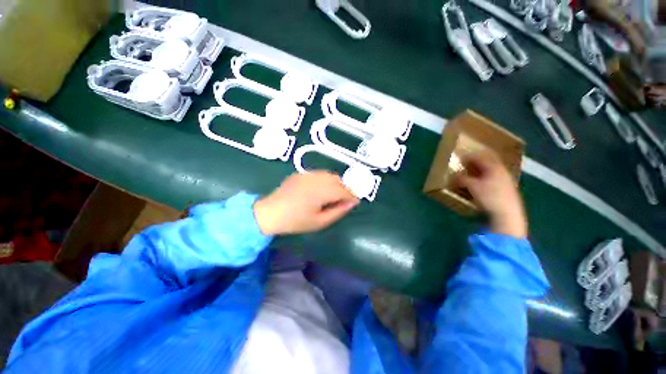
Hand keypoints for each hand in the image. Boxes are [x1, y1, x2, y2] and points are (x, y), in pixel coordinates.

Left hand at [253, 171, 359, 234]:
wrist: (270, 213)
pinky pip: (319, 174)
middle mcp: (315, 179)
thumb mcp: (320, 222)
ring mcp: (307, 174)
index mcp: (321, 192)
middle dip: (345, 189)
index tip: (355, 202)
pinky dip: (325, 180)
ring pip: (329, 175)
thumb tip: (352, 203)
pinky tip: (320, 189)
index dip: (352, 196)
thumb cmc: (295, 221)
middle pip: (337, 180)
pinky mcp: (300, 173)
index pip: (343, 190)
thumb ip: (338, 211)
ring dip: (336, 183)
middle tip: (345, 200)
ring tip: (334, 195)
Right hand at [455, 152, 526, 237]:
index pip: (480, 157)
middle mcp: (502, 170)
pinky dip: (487, 177)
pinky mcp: (509, 188)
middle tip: (468, 163)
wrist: (508, 214)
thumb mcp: (472, 187)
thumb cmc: (489, 197)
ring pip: (493, 170)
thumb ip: (463, 179)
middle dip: (477, 162)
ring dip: (483, 170)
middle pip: (488, 162)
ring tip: (474, 173)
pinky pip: (496, 177)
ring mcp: (507, 179)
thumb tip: (456, 177)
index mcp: (494, 167)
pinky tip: (483, 183)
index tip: (461, 157)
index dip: (469, 156)